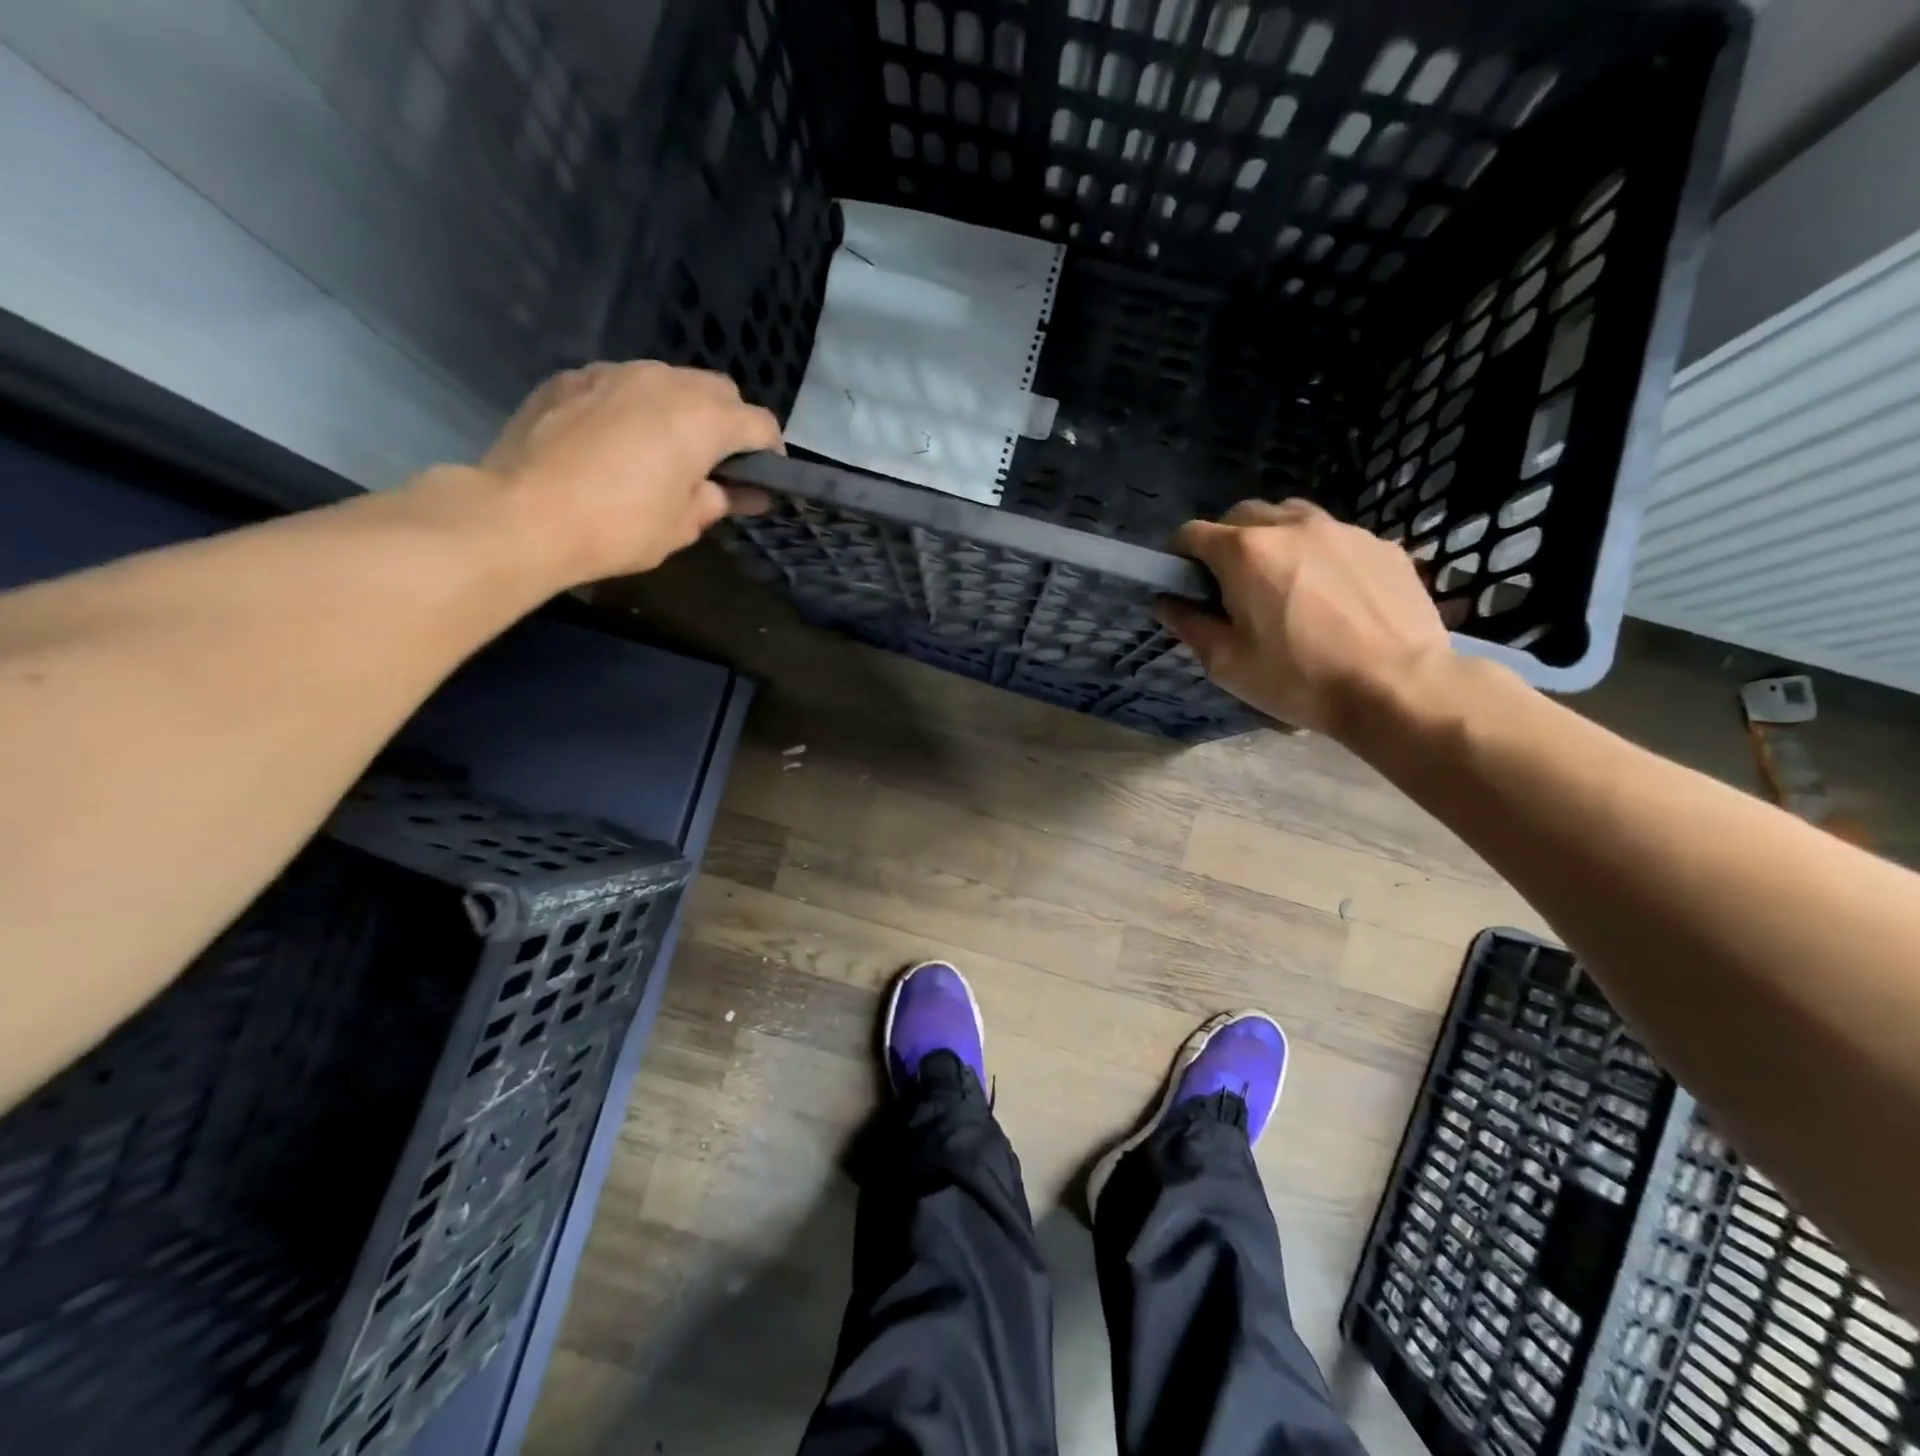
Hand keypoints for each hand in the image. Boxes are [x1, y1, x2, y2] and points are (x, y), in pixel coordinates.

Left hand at [474, 360, 782, 583]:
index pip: (760, 423)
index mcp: (702, 419)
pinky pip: (620, 384)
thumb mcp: (682, 526)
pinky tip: (615, 441)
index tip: (764, 478)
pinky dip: (633, 406)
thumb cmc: (618, 527)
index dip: (770, 452)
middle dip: (729, 422)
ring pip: (668, 379)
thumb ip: (718, 500)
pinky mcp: (570, 377)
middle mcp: (664, 381)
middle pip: (719, 390)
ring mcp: (613, 372)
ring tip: (664, 448)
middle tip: (716, 463)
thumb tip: (740, 492)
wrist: (522, 514)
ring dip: (680, 408)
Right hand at [1157, 499, 1454, 737]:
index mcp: (1245, 552)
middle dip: (1226, 542)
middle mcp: (1290, 525)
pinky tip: (1331, 596)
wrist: (1398, 687)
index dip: (1180, 556)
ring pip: (1291, 517)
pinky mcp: (1380, 545)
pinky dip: (1319, 555)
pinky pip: (1335, 537)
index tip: (1184, 583)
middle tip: (1232, 586)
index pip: (1192, 533)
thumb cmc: (1299, 679)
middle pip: (1242, 515)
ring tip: (1283, 583)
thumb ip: (1189, 625)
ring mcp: (1341, 530)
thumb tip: (1165, 602)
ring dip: (1273, 540)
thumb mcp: (1228, 663)